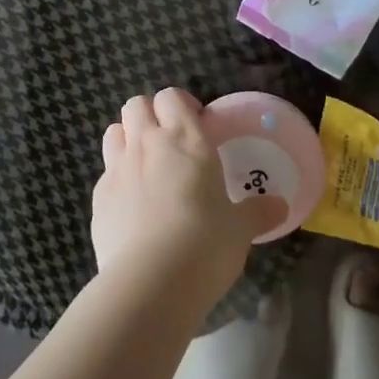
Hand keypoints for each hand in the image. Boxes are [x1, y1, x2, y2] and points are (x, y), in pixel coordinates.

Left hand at [92, 89, 286, 308]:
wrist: (151, 282)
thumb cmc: (205, 243)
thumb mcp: (240, 228)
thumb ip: (257, 212)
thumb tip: (280, 206)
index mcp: (185, 139)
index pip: (171, 97)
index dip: (181, 105)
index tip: (196, 124)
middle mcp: (147, 144)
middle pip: (136, 105)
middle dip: (149, 114)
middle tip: (169, 140)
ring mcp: (117, 169)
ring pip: (114, 132)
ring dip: (127, 139)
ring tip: (146, 165)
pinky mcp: (98, 198)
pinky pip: (106, 173)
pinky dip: (117, 179)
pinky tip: (132, 206)